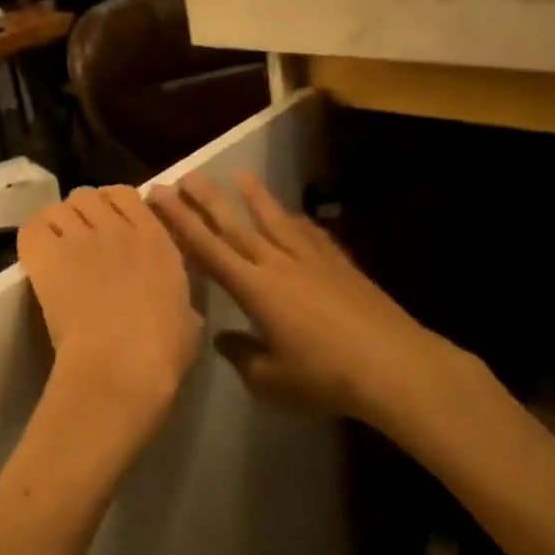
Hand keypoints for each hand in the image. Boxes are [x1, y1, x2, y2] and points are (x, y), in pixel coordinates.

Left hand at [18, 186, 203, 425]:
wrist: (120, 364)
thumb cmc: (162, 350)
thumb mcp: (188, 319)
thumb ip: (180, 299)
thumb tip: (178, 307)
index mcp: (155, 239)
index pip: (127, 194)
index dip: (114, 205)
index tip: (110, 225)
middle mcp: (116, 229)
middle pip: (88, 195)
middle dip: (82, 213)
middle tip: (80, 240)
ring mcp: (80, 239)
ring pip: (59, 208)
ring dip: (57, 224)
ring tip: (56, 249)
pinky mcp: (47, 257)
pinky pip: (32, 227)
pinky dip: (33, 237)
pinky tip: (37, 257)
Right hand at [149, 172, 467, 428]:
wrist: (394, 366)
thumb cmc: (325, 377)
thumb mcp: (272, 380)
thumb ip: (243, 356)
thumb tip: (225, 338)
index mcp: (254, 289)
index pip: (207, 249)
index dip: (180, 221)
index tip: (160, 195)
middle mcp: (278, 265)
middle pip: (236, 226)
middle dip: (207, 200)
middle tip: (187, 175)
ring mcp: (312, 260)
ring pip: (275, 220)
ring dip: (254, 197)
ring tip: (239, 175)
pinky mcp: (340, 264)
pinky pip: (310, 234)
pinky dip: (296, 221)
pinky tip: (293, 215)